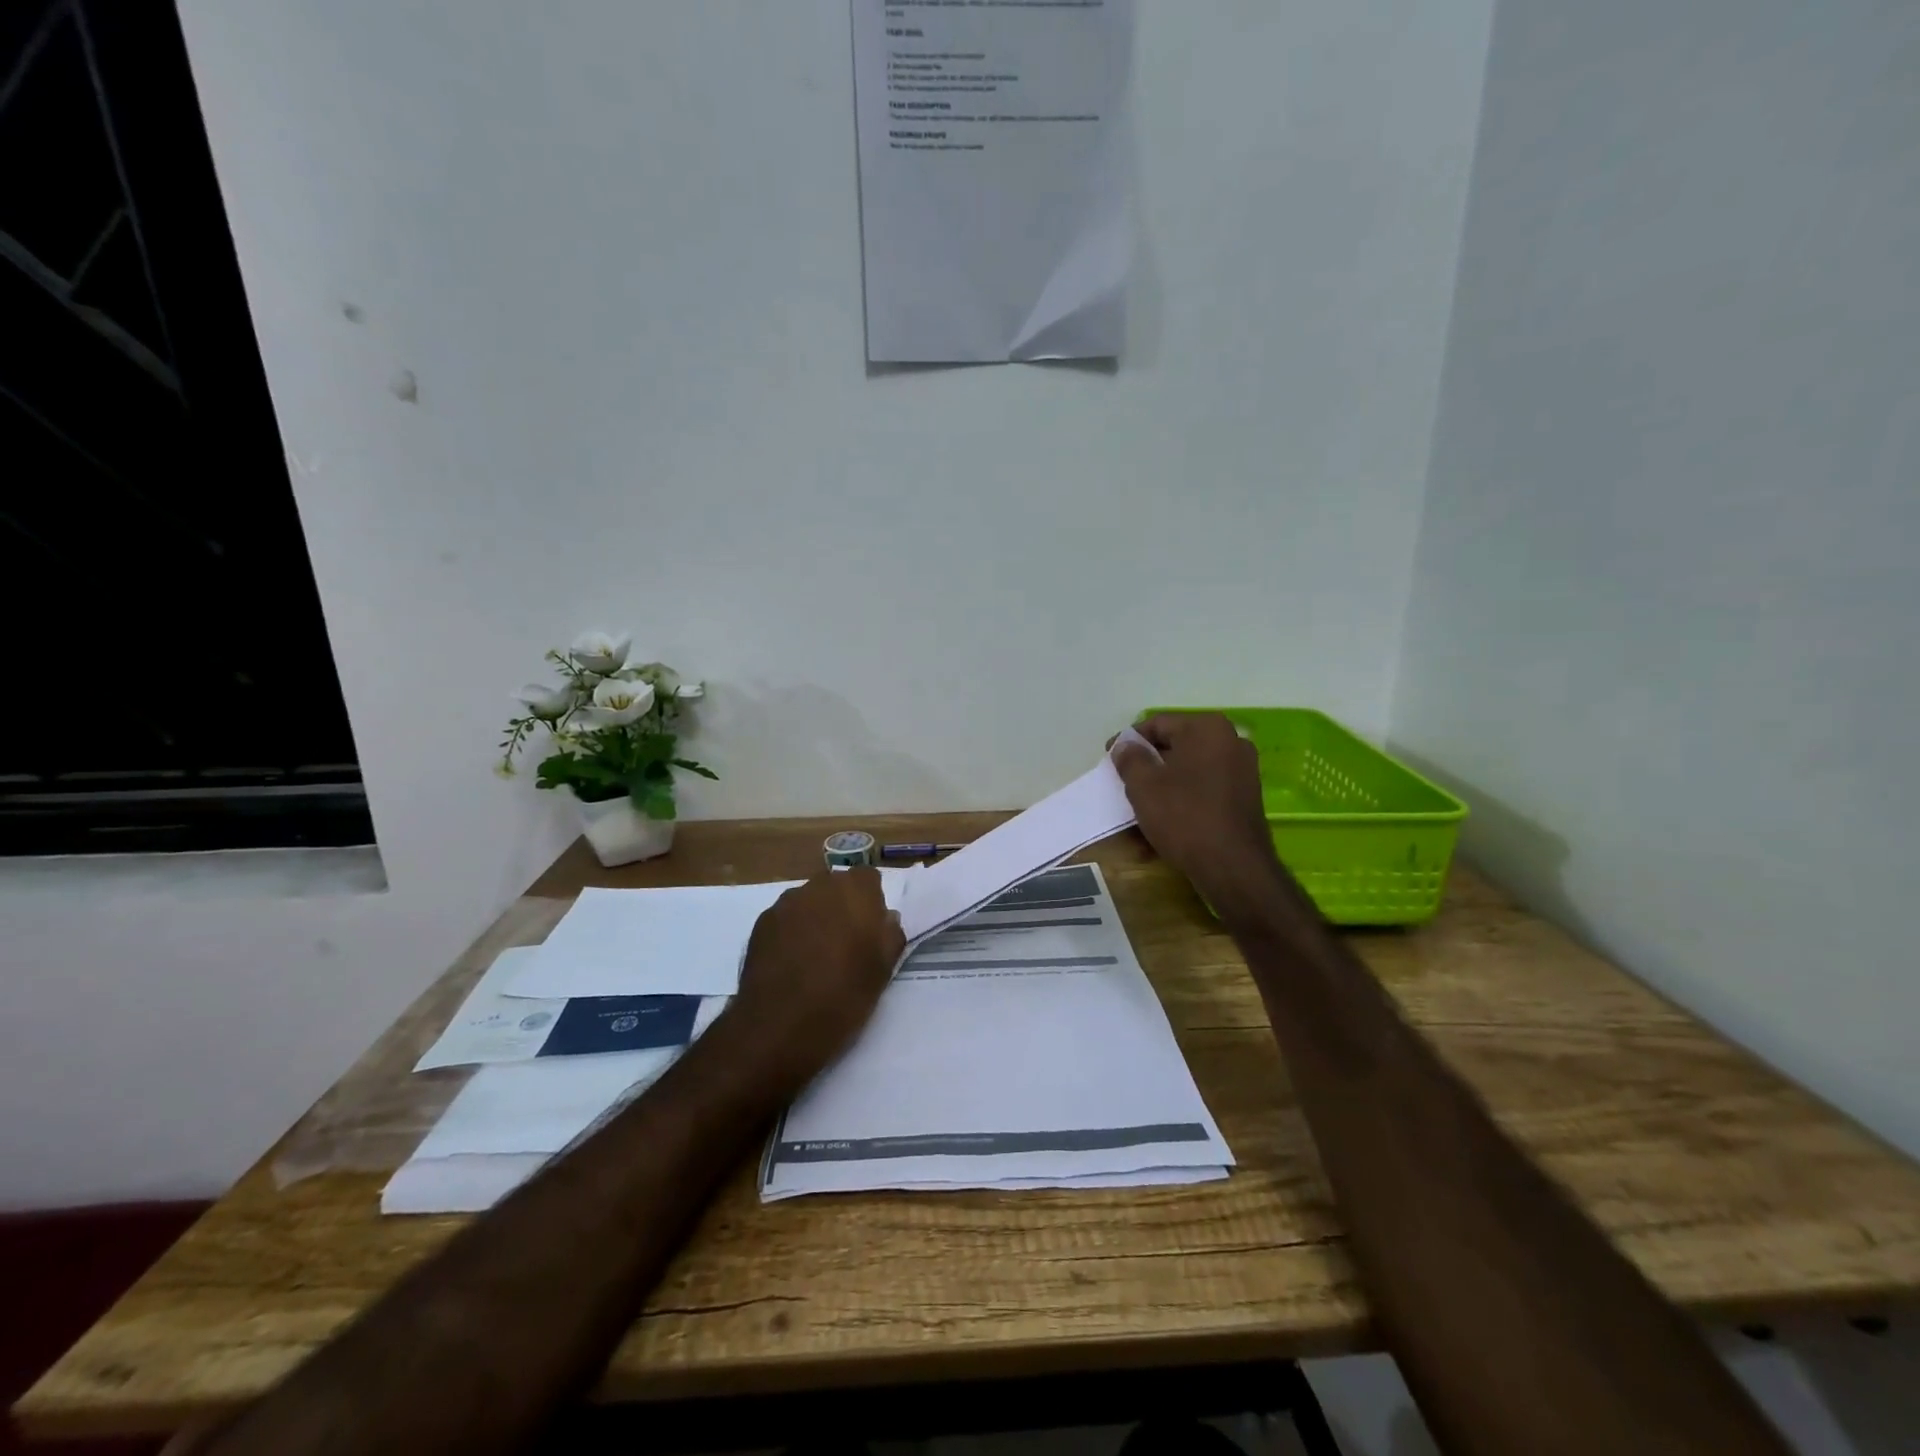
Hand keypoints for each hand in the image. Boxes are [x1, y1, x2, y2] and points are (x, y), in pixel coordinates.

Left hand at [730, 868, 905, 1084]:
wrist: (781, 1025)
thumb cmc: (844, 995)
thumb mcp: (884, 969)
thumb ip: (890, 934)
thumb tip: (886, 918)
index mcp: (855, 890)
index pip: (868, 879)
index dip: (871, 902)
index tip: (870, 931)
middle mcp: (820, 886)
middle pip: (836, 886)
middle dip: (842, 907)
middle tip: (845, 944)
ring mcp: (786, 902)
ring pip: (809, 901)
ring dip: (815, 918)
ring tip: (815, 956)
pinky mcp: (762, 922)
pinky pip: (785, 918)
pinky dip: (791, 932)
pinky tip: (791, 964)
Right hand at [1112, 713, 1283, 907]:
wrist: (1233, 867)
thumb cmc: (1184, 816)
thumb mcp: (1144, 785)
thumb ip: (1130, 758)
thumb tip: (1125, 746)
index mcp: (1207, 728)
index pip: (1158, 724)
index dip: (1129, 741)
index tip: (1110, 758)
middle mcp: (1231, 741)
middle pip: (1177, 745)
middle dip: (1148, 762)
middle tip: (1124, 780)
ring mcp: (1243, 769)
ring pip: (1190, 769)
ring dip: (1165, 782)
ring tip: (1142, 802)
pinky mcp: (1246, 796)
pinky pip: (1205, 787)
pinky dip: (1184, 796)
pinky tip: (1166, 816)